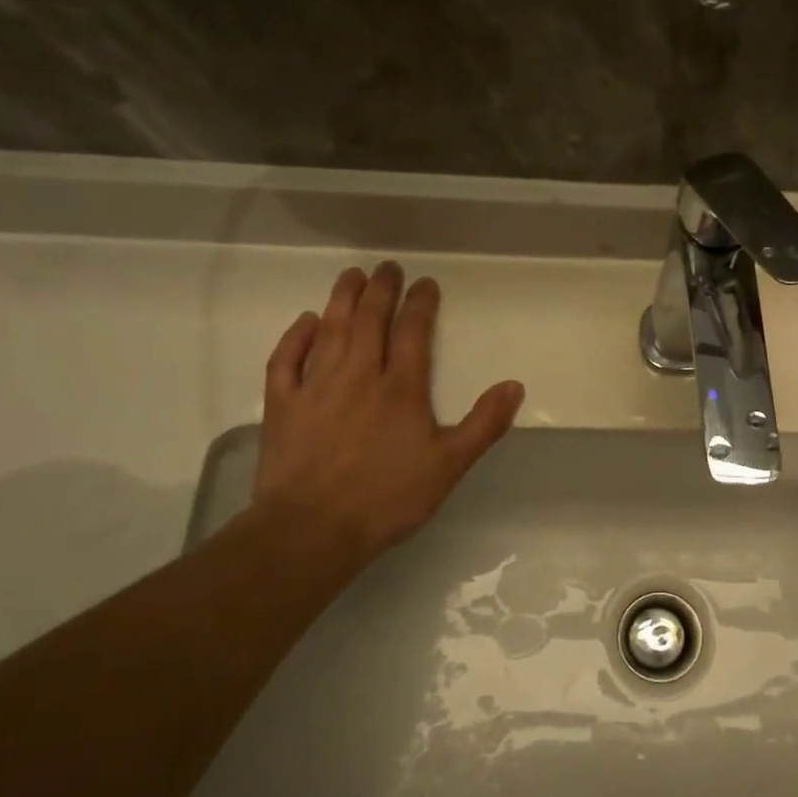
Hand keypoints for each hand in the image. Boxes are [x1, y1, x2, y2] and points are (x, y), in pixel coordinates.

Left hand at [251, 261, 524, 566]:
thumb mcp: (449, 465)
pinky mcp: (282, 405)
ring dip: (342, 299)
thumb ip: (484, 424)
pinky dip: (295, 336)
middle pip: (369, 320)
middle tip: (387, 267)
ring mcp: (316, 387)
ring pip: (330, 330)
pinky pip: (286, 359)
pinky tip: (306, 321)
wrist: (312, 529)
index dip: (421, 303)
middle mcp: (359, 375)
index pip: (413, 332)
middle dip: (380, 289)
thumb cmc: (387, 498)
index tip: (426, 283)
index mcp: (401, 388)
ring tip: (351, 276)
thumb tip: (515, 385)